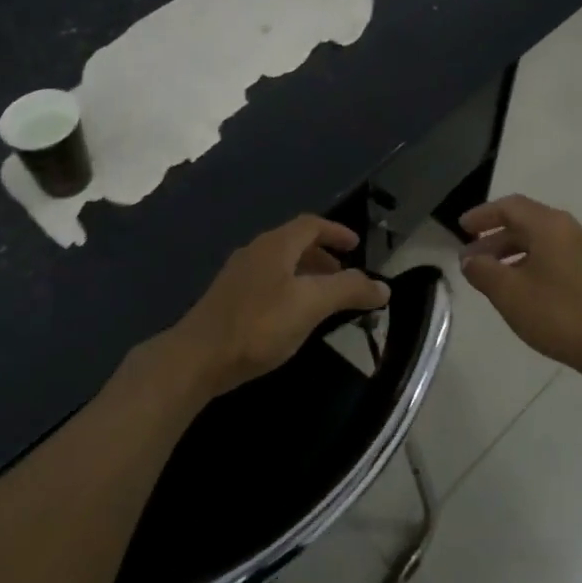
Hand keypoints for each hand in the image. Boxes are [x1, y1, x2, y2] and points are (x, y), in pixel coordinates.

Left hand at [165, 216, 389, 398]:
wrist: (198, 357)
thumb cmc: (259, 325)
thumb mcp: (311, 305)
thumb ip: (348, 291)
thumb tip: (383, 286)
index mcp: (275, 245)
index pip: (311, 225)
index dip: (336, 232)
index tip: (356, 246)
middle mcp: (255, 252)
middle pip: (294, 242)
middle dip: (323, 254)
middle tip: (344, 274)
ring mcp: (238, 275)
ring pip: (280, 264)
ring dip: (306, 273)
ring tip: (323, 296)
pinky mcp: (228, 299)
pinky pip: (267, 282)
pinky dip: (289, 288)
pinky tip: (292, 315)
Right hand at [458, 195, 581, 383]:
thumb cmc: (559, 315)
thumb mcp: (509, 293)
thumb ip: (483, 271)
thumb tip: (470, 259)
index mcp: (550, 226)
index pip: (510, 207)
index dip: (482, 215)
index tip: (461, 229)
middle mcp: (570, 230)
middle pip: (525, 222)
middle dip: (494, 237)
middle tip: (470, 258)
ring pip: (540, 241)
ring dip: (511, 253)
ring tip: (490, 276)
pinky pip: (554, 256)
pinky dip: (530, 263)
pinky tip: (520, 289)